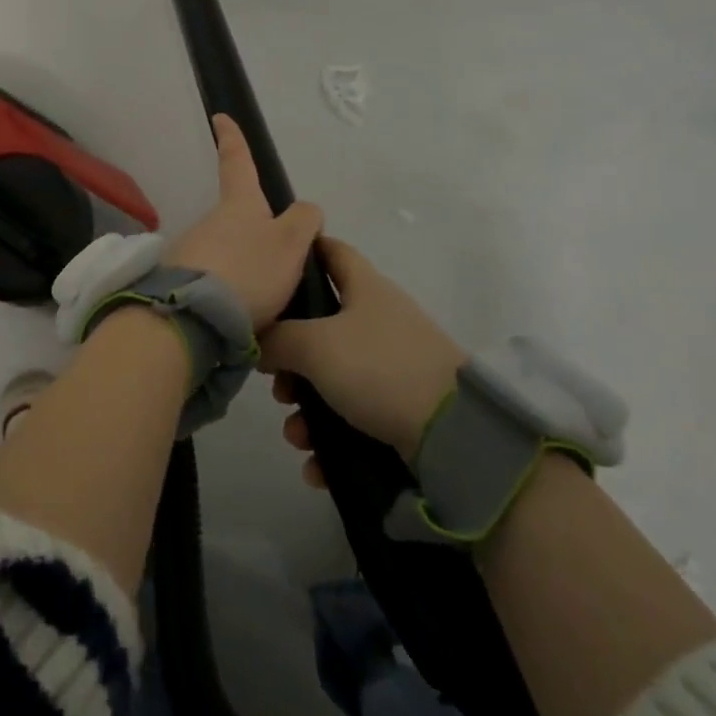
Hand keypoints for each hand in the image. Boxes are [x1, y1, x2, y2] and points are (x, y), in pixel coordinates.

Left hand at [164, 115, 323, 331]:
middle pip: (235, 218)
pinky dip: (226, 292)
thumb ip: (304, 221)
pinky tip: (238, 316)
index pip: (237, 162)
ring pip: (223, 252)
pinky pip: (211, 281)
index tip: (219, 116)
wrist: (193, 315)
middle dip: (252, 235)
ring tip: (262, 304)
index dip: (232, 138)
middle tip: (276, 268)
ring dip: (241, 269)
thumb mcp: (291, 243)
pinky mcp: (178, 282)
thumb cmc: (249, 270)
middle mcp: (208, 221)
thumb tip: (305, 211)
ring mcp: (189, 250)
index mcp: (238, 205)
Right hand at [258, 236, 468, 484]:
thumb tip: (260, 343)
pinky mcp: (402, 407)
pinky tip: (316, 464)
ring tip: (297, 434)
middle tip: (276, 381)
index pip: (330, 251)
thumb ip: (276, 338)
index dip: (300, 252)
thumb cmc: (379, 368)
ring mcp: (393, 365)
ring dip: (307, 407)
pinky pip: (353, 417)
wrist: (455, 434)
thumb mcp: (314, 345)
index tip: (268, 270)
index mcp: (365, 288)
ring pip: (333, 377)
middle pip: (320, 325)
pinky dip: (332, 438)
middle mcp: (379, 320)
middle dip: (290, 356)